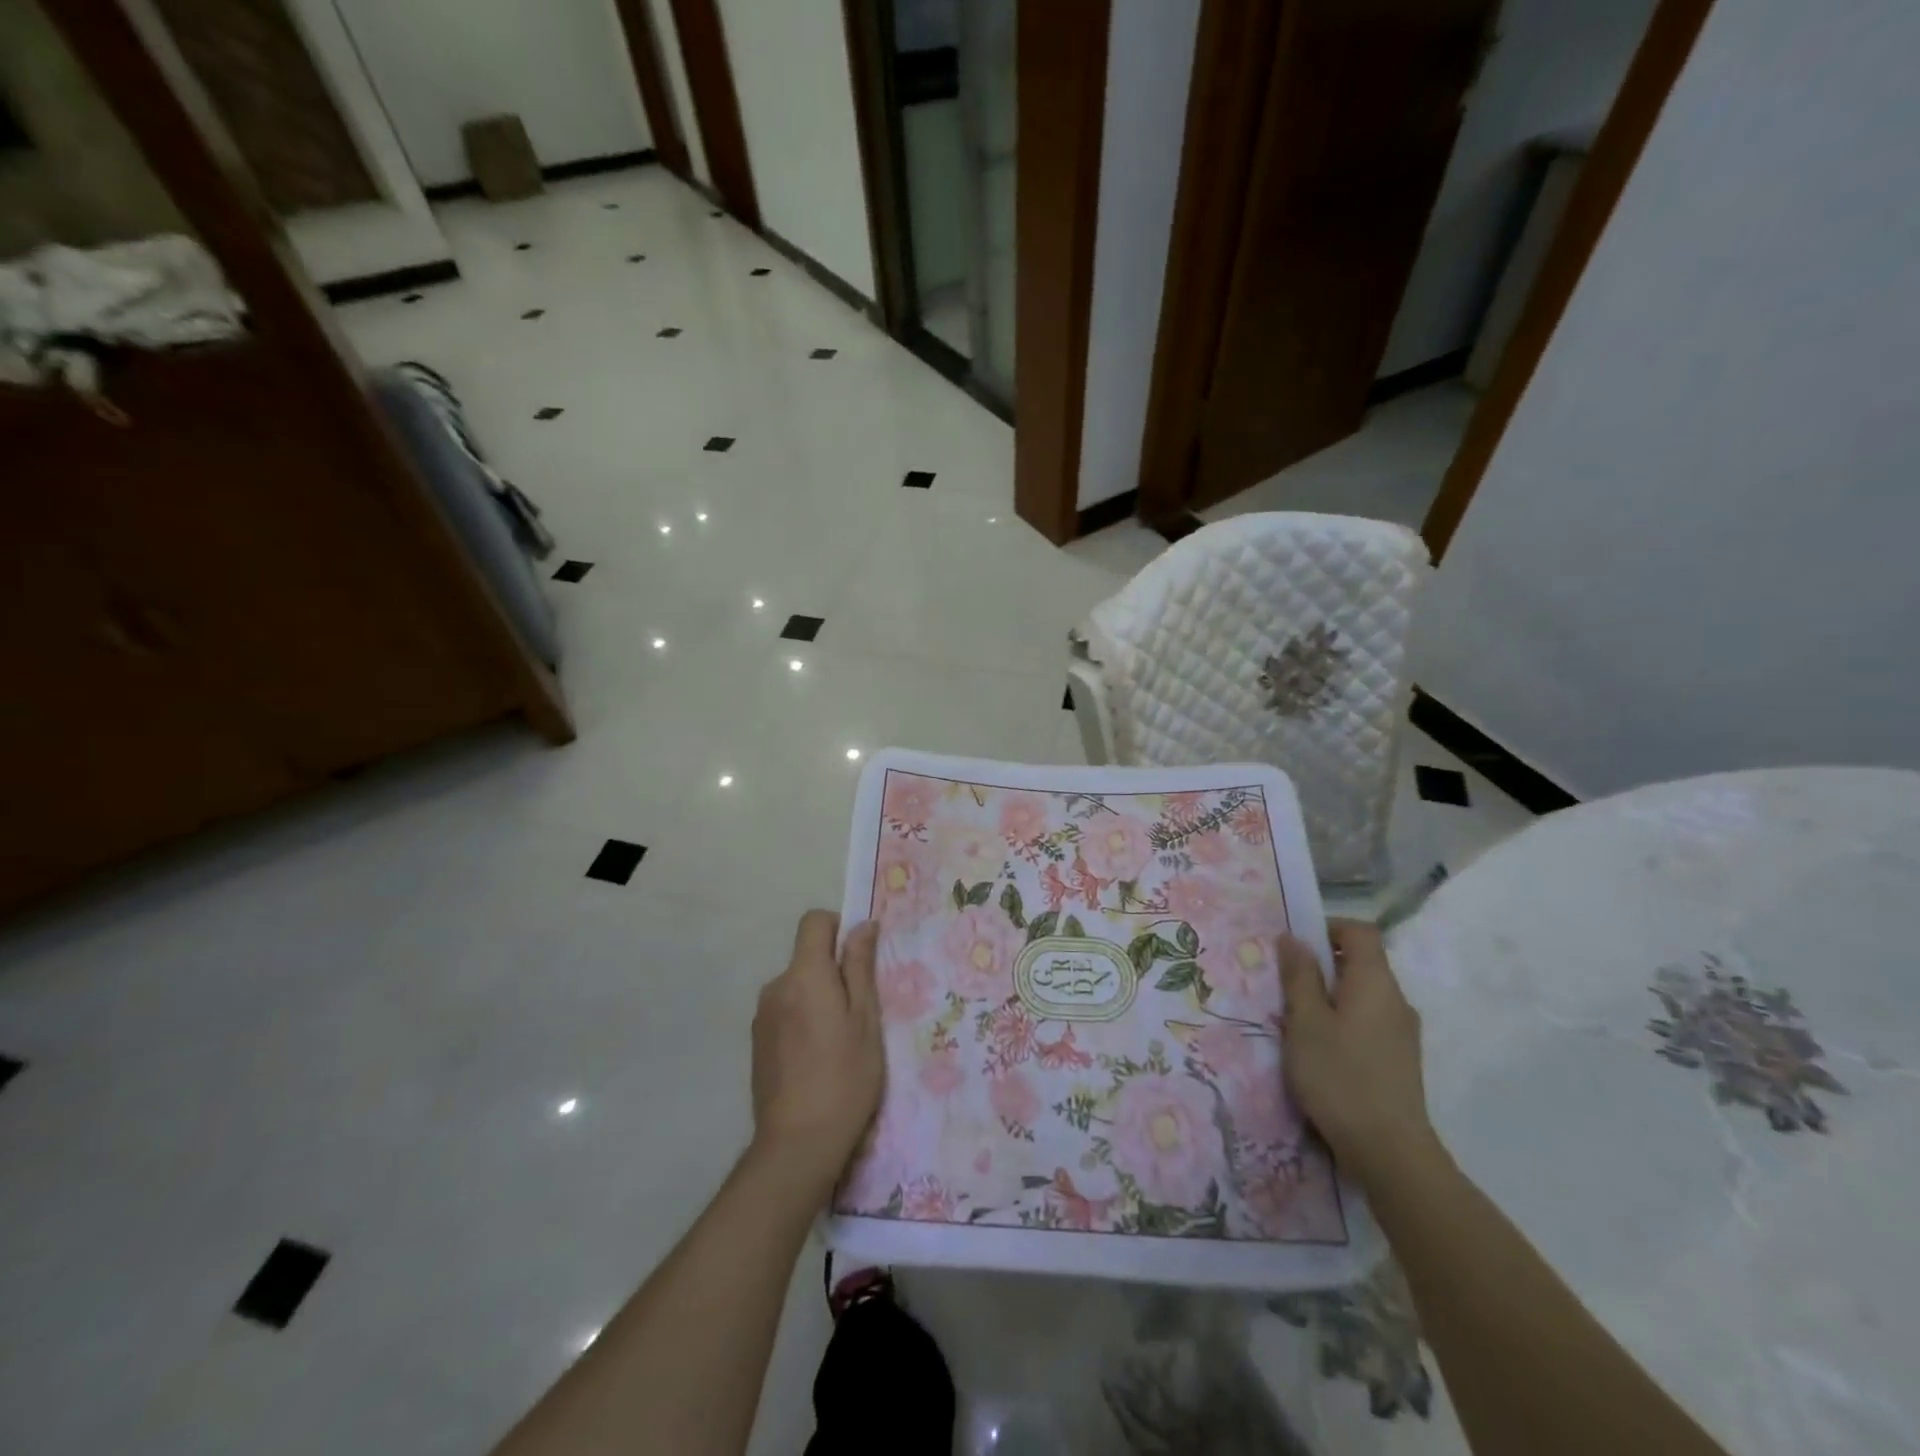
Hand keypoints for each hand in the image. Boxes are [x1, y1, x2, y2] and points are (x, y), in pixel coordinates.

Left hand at [749, 911, 882, 1196]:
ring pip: (796, 987)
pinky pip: (785, 1012)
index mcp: (804, 974)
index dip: (838, 928)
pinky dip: (802, 1020)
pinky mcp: (757, 1043)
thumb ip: (860, 967)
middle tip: (859, 1011)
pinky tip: (817, 1059)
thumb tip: (861, 925)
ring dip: (817, 998)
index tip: (858, 958)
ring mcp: (762, 1017)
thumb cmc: (844, 1076)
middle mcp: (776, 987)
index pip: (814, 922)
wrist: (797, 1144)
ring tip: (839, 1041)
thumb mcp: (865, 1019)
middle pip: (806, 957)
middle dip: (832, 971)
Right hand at [1279, 919, 1436, 1185]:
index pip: (1360, 931)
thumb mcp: (1305, 1022)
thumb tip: (1293, 938)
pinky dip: (1343, 1020)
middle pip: (1361, 962)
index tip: (1295, 945)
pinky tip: (1320, 1048)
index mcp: (1375, 982)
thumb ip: (1299, 976)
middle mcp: (1395, 1000)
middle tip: (1285, 984)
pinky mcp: (1400, 1059)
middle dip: (1322, 964)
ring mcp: (1402, 1032)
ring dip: (1330, 995)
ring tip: (1297, 1019)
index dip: (1328, 927)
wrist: (1390, 1152)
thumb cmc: (1340, 1076)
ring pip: (1363, 994)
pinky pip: (1368, 1021)